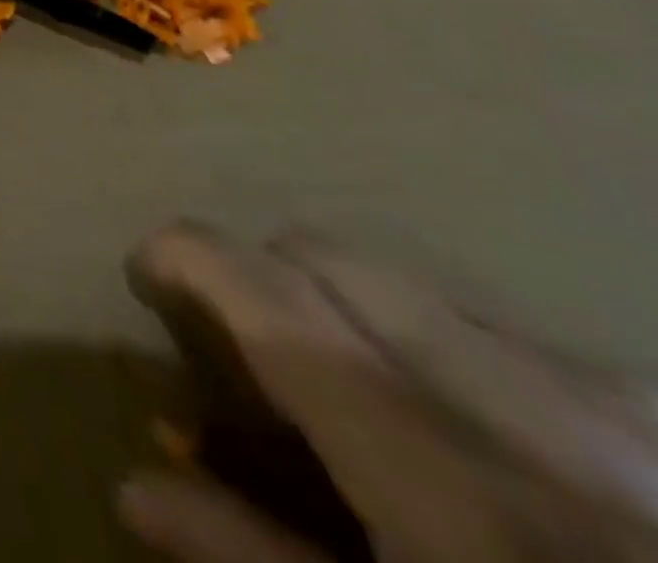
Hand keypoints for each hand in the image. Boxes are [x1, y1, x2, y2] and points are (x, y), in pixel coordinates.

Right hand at [119, 223, 657, 562]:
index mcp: (440, 465)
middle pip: (329, 257)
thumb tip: (134, 486)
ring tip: (358, 403)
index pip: (263, 287)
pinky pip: (517, 338)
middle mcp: (522, 404)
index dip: (182, 257)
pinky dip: (451, 354)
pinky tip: (486, 446)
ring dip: (351, 315)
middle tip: (242, 350)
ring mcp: (618, 411)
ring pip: (420, 288)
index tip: (144, 278)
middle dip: (260, 278)